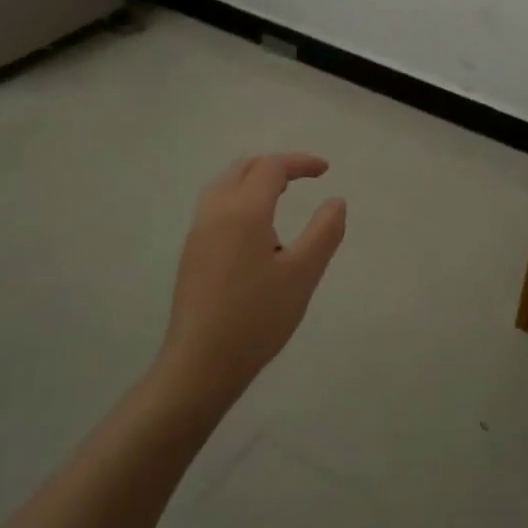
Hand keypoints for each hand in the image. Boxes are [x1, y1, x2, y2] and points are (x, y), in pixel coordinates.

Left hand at [156, 153, 347, 407]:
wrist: (200, 365)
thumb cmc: (257, 317)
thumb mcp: (303, 274)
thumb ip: (324, 232)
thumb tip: (336, 201)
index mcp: (243, 211)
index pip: (271, 167)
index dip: (300, 162)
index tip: (326, 171)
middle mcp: (215, 213)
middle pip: (242, 168)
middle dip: (274, 166)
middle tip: (303, 178)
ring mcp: (198, 234)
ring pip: (224, 186)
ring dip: (254, 181)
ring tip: (281, 198)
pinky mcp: (191, 255)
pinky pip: (216, 207)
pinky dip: (240, 200)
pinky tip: (258, 233)